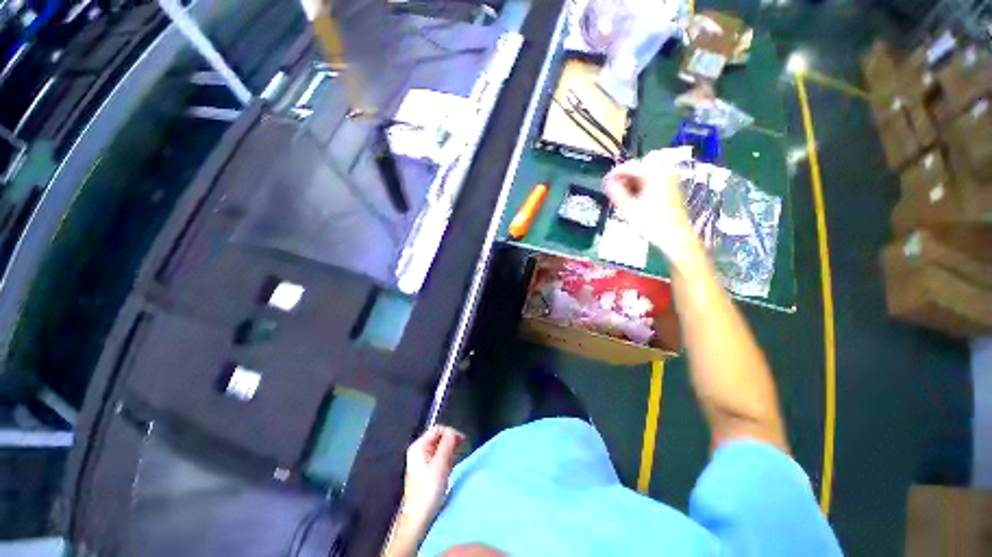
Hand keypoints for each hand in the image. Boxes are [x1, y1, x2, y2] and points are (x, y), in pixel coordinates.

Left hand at [402, 425, 464, 524]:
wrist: (418, 517)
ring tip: (452, 464)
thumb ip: (447, 444)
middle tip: (459, 452)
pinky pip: (438, 457)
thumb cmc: (429, 489)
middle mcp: (418, 450)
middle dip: (450, 443)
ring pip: (440, 447)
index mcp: (419, 446)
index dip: (451, 432)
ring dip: (449, 453)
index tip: (462, 440)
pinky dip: (446, 460)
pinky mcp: (425, 470)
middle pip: (438, 437)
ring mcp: (421, 460)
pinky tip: (448, 469)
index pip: (437, 429)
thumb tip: (454, 431)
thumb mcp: (441, 464)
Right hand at [603, 151, 701, 269]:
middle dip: (623, 179)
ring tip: (620, 197)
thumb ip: (616, 193)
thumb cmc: (652, 222)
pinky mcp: (672, 187)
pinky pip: (652, 181)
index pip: (629, 166)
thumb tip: (607, 183)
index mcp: (654, 172)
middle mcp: (664, 170)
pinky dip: (640, 187)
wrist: (676, 236)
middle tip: (611, 192)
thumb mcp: (629, 208)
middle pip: (638, 169)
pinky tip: (633, 199)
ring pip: (645, 175)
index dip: (614, 174)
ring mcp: (670, 178)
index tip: (604, 183)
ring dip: (631, 184)